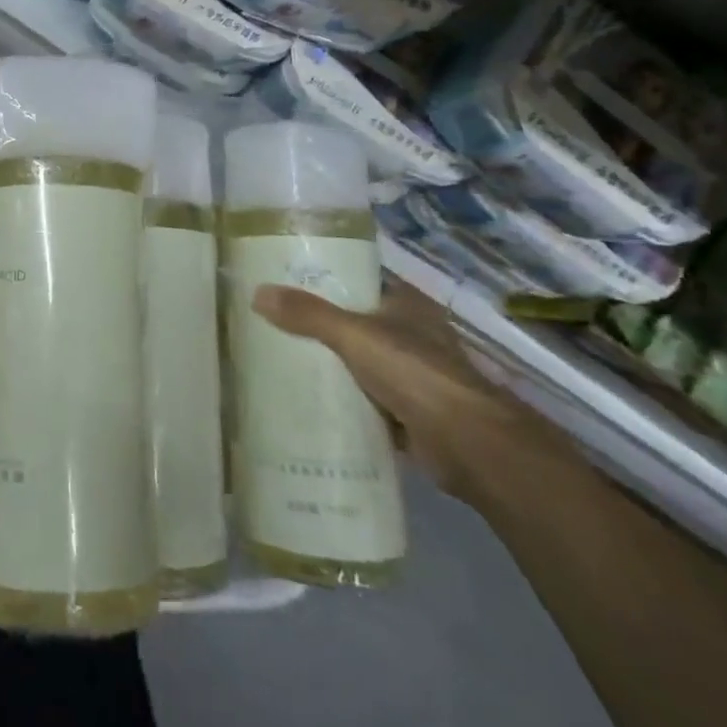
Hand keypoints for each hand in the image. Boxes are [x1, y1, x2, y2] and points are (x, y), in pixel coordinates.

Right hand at [251, 276, 558, 503]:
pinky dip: (345, 405)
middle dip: (320, 328)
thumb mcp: (353, 335)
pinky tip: (310, 405)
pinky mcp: (410, 415)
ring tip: (283, 364)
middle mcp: (412, 335)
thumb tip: (257, 293)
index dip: (325, 282)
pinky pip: (367, 403)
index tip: (285, 286)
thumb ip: (308, 314)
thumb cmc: (415, 373)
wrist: (469, 445)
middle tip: (273, 326)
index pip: (359, 282)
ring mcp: (414, 377)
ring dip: (332, 368)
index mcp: (406, 304)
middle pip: (355, 324)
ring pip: (360, 365)